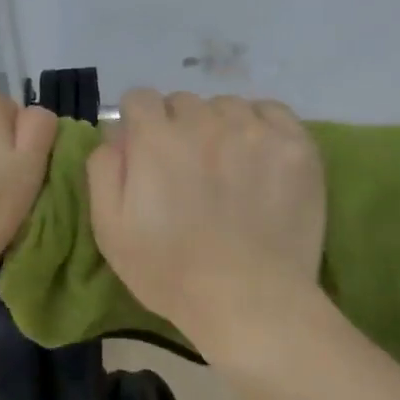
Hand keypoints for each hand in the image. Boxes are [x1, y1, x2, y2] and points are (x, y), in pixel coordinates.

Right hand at [87, 90, 325, 358]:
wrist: (249, 300)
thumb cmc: (170, 271)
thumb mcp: (110, 228)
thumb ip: (104, 169)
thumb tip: (116, 135)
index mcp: (157, 139)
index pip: (139, 98)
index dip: (138, 123)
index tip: (145, 151)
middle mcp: (206, 122)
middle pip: (184, 102)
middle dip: (177, 126)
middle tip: (186, 168)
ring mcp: (256, 131)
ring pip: (227, 106)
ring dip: (219, 126)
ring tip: (227, 165)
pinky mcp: (296, 146)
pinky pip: (272, 111)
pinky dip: (261, 126)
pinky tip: (259, 157)